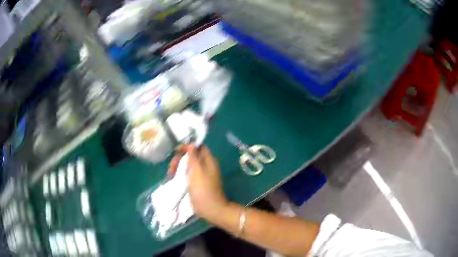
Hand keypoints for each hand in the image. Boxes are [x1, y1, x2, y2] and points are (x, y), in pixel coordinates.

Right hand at [169, 145, 227, 220]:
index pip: (198, 147)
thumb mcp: (197, 169)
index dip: (187, 147)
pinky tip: (174, 178)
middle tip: (172, 167)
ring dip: (179, 167)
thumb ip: (194, 156)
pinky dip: (181, 174)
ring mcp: (202, 175)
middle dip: (180, 159)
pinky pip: (189, 174)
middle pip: (192, 156)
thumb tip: (191, 144)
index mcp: (209, 161)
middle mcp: (207, 166)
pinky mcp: (198, 184)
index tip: (176, 151)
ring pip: (189, 165)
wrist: (210, 208)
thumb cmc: (203, 188)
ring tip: (171, 174)